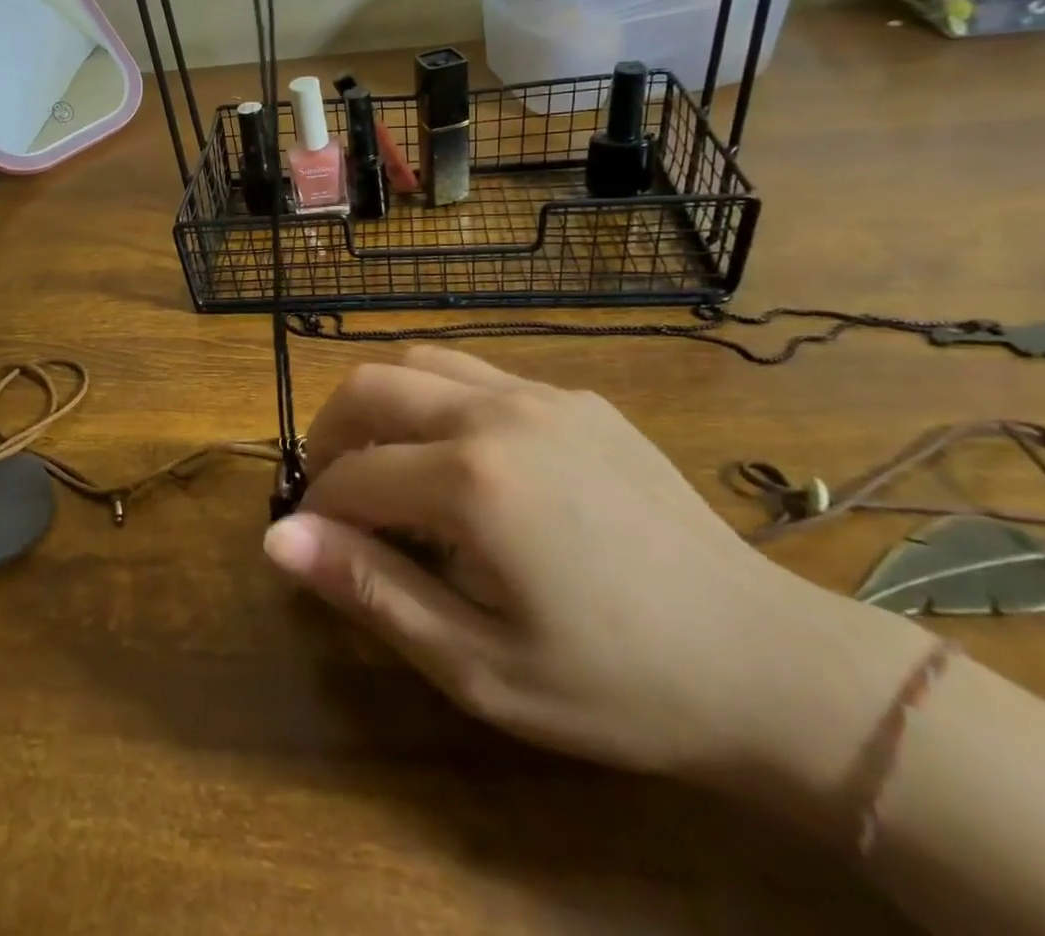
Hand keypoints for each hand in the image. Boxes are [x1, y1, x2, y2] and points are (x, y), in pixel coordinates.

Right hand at [263, 347, 932, 791]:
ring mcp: (542, 393)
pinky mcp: (576, 396)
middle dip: (331, 432)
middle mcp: (497, 411)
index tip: (315, 544)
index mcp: (471, 479)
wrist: (766, 660)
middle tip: (334, 490)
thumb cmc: (615, 684)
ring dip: (381, 402)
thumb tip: (278, 539)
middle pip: (371, 385)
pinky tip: (462, 457)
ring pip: (421, 361)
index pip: (352, 474)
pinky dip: (438, 398)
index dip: (317, 508)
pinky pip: (480, 373)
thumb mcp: (478, 664)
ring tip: (386, 461)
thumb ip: (370, 589)